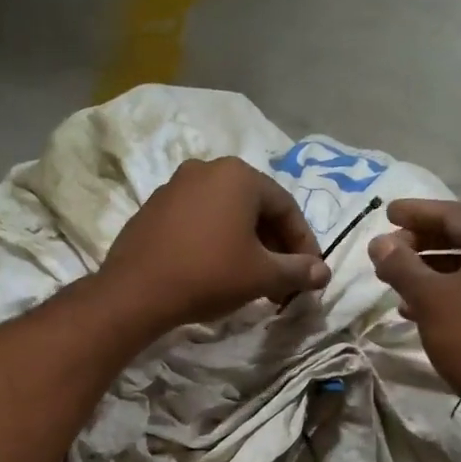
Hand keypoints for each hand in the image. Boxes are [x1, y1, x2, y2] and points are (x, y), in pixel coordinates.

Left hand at [98, 157, 330, 334]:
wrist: (137, 292)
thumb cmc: (209, 275)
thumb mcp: (262, 275)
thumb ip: (298, 270)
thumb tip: (323, 273)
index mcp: (239, 176)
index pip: (286, 208)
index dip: (304, 243)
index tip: (309, 274)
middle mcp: (207, 169)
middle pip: (256, 209)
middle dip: (275, 247)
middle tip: (283, 281)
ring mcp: (176, 186)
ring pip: (227, 215)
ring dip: (248, 246)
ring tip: (254, 281)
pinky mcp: (154, 208)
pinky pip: (199, 221)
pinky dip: (218, 242)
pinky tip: (219, 272)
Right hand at [368, 199, 460, 392]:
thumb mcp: (428, 297)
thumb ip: (401, 265)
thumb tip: (379, 243)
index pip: (453, 214)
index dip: (417, 212)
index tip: (387, 213)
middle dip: (420, 242)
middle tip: (389, 249)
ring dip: (428, 269)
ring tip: (394, 279)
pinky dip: (444, 290)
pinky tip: (413, 308)